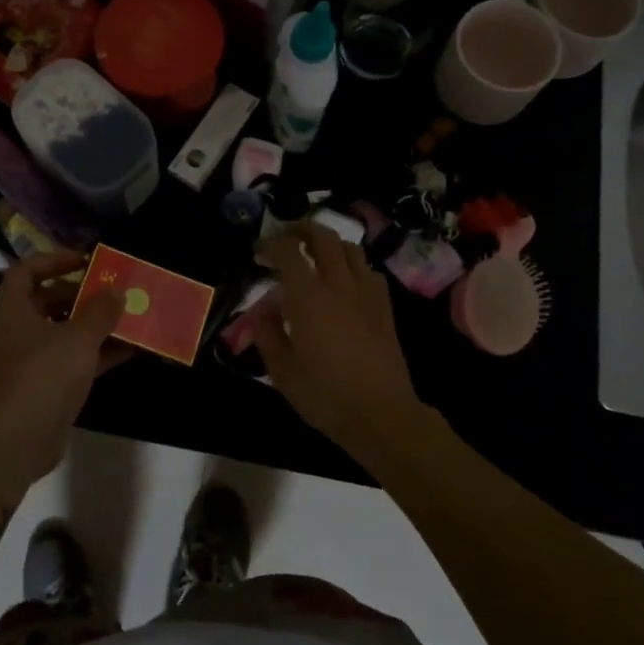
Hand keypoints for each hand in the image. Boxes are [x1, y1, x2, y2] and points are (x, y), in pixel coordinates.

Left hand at [0, 251, 129, 481]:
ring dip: (93, 324)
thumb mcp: (78, 337)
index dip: (54, 260)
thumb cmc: (43, 376)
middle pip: (48, 300)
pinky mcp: (46, 386)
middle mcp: (18, 332)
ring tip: (127, 316)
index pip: (26, 271)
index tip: (85, 261)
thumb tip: (116, 291)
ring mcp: (31, 361)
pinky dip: (97, 353)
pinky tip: (130, 349)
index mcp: (14, 311)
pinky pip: (73, 360)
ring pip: (64, 332)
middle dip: (81, 294)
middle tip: (112, 290)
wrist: (19, 440)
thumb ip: (100, 311)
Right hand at [255, 225, 427, 461]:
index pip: (287, 251)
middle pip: (323, 236)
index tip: (258, 252)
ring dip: (329, 243)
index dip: (270, 243)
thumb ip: (267, 334)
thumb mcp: (282, 371)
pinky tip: (345, 281)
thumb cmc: (325, 395)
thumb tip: (263, 311)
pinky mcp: (384, 307)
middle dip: (301, 229)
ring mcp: (366, 293)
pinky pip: (369, 271)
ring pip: (350, 248)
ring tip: (315, 254)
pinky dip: (353, 265)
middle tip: (286, 238)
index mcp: (308, 297)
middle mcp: (339, 284)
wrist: (381, 414)